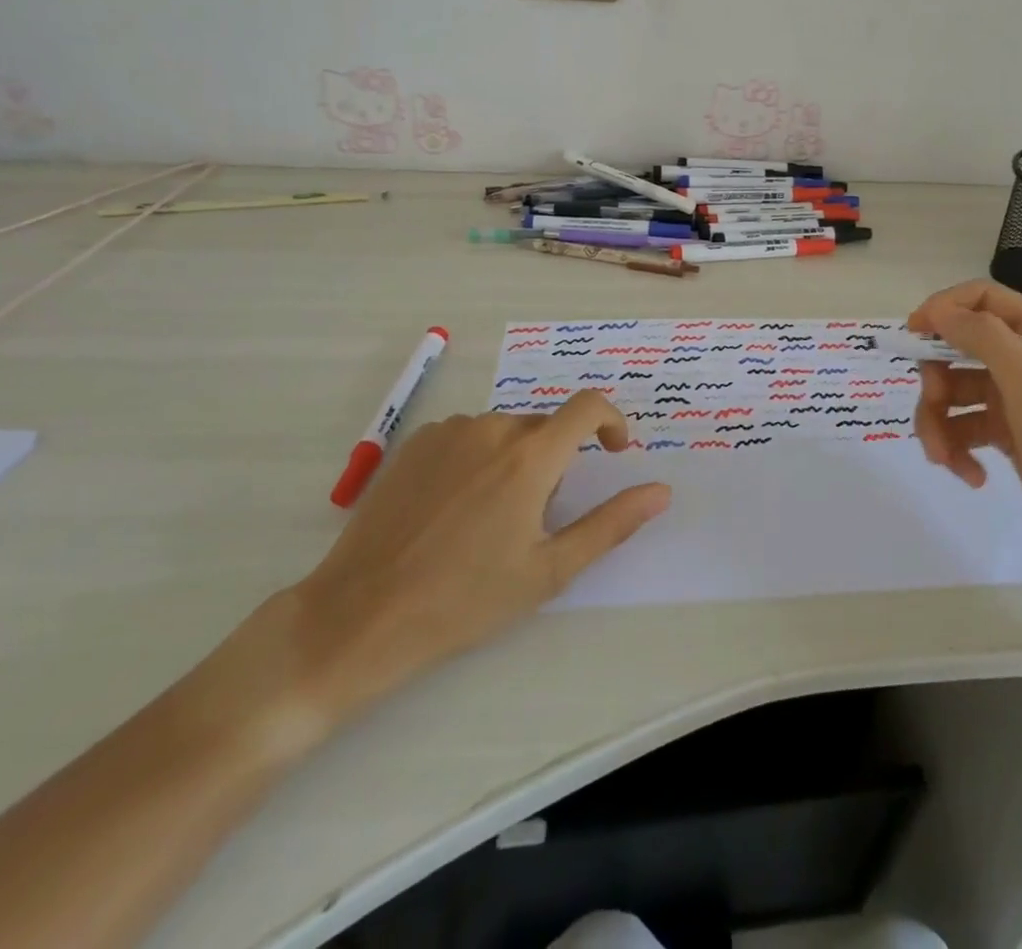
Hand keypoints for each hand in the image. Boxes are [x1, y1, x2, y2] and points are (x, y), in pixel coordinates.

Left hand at [259, 393, 668, 742]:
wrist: (361, 615)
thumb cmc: (464, 599)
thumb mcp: (549, 570)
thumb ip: (611, 524)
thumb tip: (661, 491)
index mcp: (529, 457)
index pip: (588, 407)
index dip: (611, 421)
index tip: (613, 451)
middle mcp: (492, 428)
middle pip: (544, 427)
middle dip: (555, 460)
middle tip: (534, 519)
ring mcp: (448, 432)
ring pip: (504, 432)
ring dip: (514, 460)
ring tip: (488, 520)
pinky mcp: (415, 443)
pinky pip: (466, 437)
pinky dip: (477, 459)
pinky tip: (453, 509)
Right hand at [908, 279, 1021, 571]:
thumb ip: (984, 338)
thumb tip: (937, 311)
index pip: (983, 300)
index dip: (944, 309)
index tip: (914, 333)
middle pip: (958, 348)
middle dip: (936, 377)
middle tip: (934, 403)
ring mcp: (1014, 402)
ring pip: (952, 393)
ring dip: (938, 422)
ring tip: (945, 458)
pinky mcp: (1006, 438)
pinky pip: (962, 429)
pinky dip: (957, 450)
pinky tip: (972, 476)